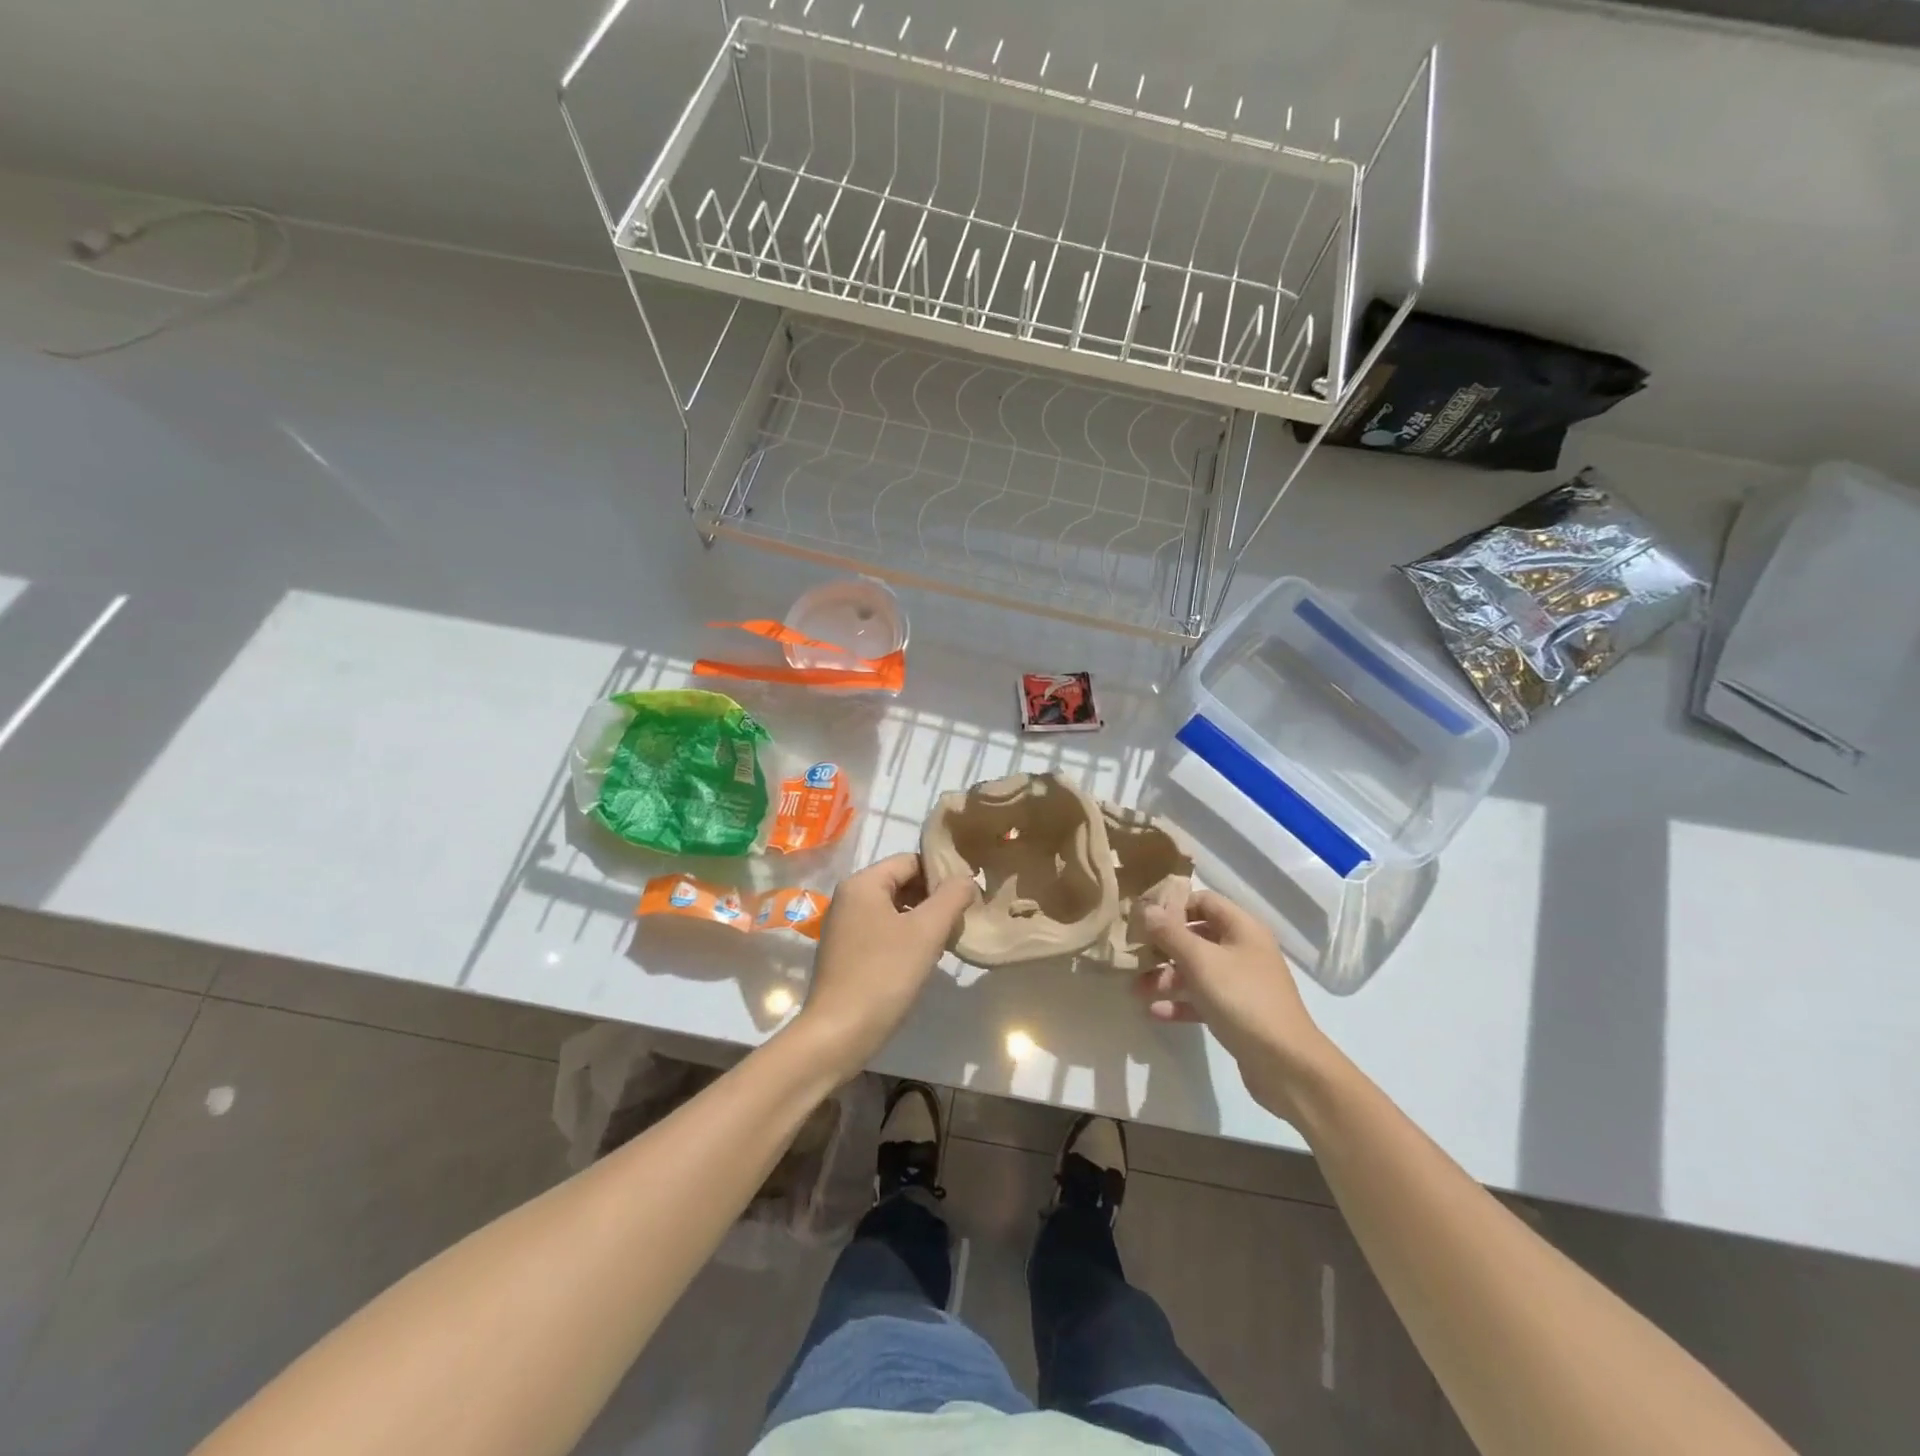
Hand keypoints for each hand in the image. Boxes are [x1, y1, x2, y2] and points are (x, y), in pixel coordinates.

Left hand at [796, 853, 978, 1076]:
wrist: (838, 1033)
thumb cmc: (884, 974)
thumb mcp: (926, 932)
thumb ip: (951, 897)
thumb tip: (966, 878)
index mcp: (862, 883)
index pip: (911, 860)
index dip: (942, 873)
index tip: (968, 895)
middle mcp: (849, 897)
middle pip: (901, 882)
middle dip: (933, 898)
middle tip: (961, 919)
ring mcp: (844, 926)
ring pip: (894, 909)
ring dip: (922, 919)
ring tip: (947, 939)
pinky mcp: (845, 952)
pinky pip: (882, 930)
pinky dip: (906, 937)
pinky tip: (923, 958)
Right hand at [1137, 890, 1338, 1121]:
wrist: (1286, 1065)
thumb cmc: (1242, 999)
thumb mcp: (1200, 961)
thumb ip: (1170, 933)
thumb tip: (1146, 908)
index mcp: (1242, 928)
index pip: (1203, 901)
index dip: (1173, 906)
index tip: (1143, 919)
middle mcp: (1243, 950)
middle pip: (1196, 936)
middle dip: (1163, 946)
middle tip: (1133, 955)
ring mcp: (1241, 983)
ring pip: (1196, 970)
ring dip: (1166, 977)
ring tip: (1136, 990)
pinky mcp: (1237, 1013)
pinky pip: (1202, 1000)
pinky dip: (1179, 1003)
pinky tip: (1154, 1013)